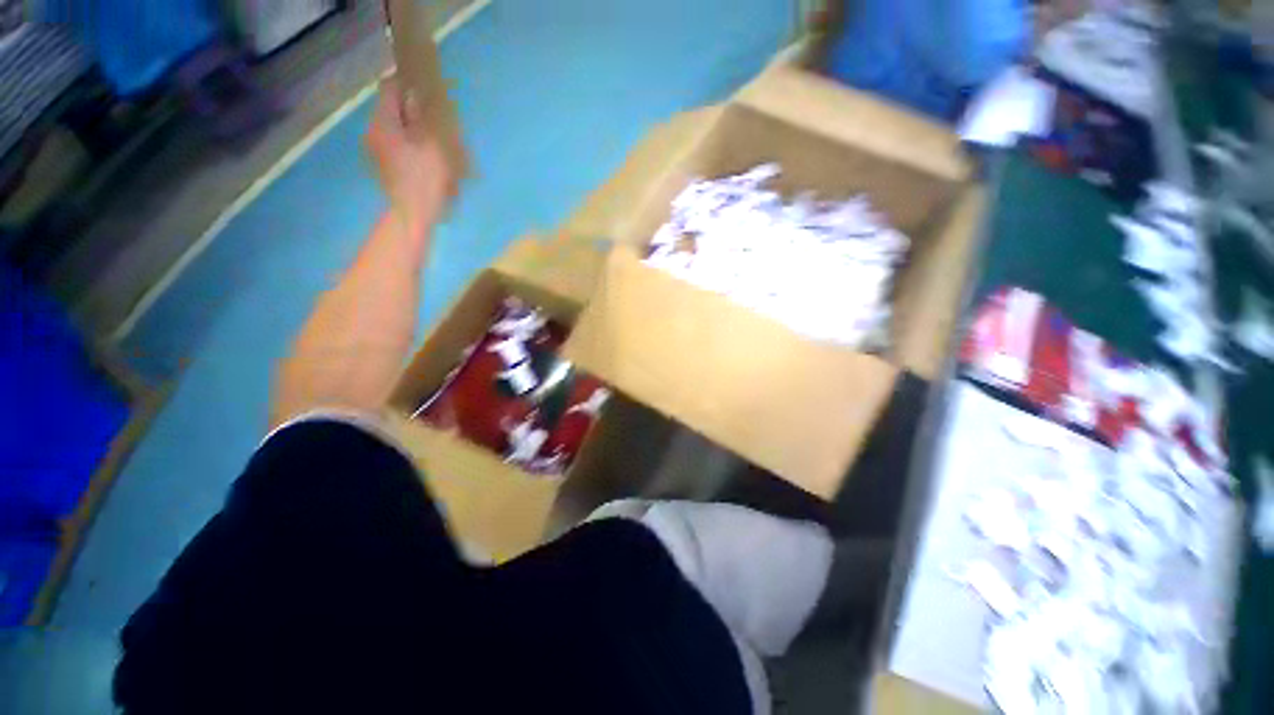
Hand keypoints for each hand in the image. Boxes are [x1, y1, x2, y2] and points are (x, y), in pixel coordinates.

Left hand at [365, 75, 456, 233]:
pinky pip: (402, 147)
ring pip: (400, 129)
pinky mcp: (386, 166)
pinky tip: (432, 164)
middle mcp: (375, 131)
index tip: (431, 98)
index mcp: (383, 122)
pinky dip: (416, 148)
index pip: (391, 87)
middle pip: (396, 110)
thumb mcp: (434, 144)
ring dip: (420, 134)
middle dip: (419, 115)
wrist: (413, 215)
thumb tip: (423, 96)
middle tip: (441, 129)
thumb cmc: (426, 179)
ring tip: (442, 150)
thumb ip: (428, 116)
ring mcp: (378, 151)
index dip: (411, 87)